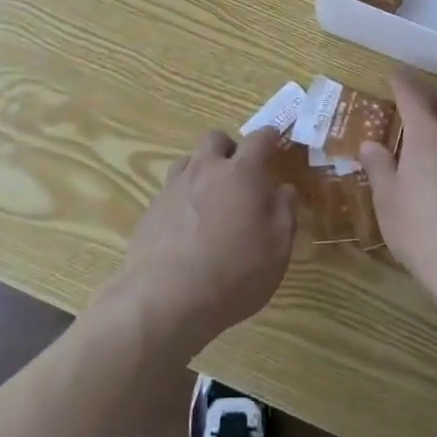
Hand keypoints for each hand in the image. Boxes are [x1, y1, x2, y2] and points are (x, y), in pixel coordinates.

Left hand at [99, 127, 297, 361]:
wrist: (165, 300)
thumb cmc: (233, 274)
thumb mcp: (277, 249)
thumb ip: (285, 211)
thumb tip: (284, 188)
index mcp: (241, 173)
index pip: (258, 139)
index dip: (269, 136)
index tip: (275, 139)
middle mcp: (206, 169)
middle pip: (216, 139)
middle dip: (230, 149)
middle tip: (240, 174)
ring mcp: (174, 186)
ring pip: (190, 160)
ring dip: (203, 169)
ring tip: (212, 197)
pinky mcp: (152, 208)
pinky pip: (171, 188)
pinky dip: (183, 196)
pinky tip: (186, 225)